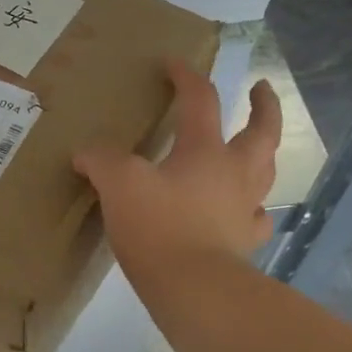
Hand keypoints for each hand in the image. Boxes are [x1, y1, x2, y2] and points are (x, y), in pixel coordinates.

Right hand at [74, 59, 280, 278]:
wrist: (192, 287)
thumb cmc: (158, 228)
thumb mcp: (119, 185)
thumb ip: (101, 160)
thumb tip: (85, 152)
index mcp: (205, 151)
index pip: (200, 100)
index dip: (186, 76)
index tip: (173, 63)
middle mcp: (234, 174)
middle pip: (261, 131)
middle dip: (263, 106)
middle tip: (260, 90)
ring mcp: (244, 209)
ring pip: (265, 172)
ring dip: (265, 154)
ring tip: (258, 148)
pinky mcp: (243, 243)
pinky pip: (256, 219)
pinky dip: (253, 210)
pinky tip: (246, 212)